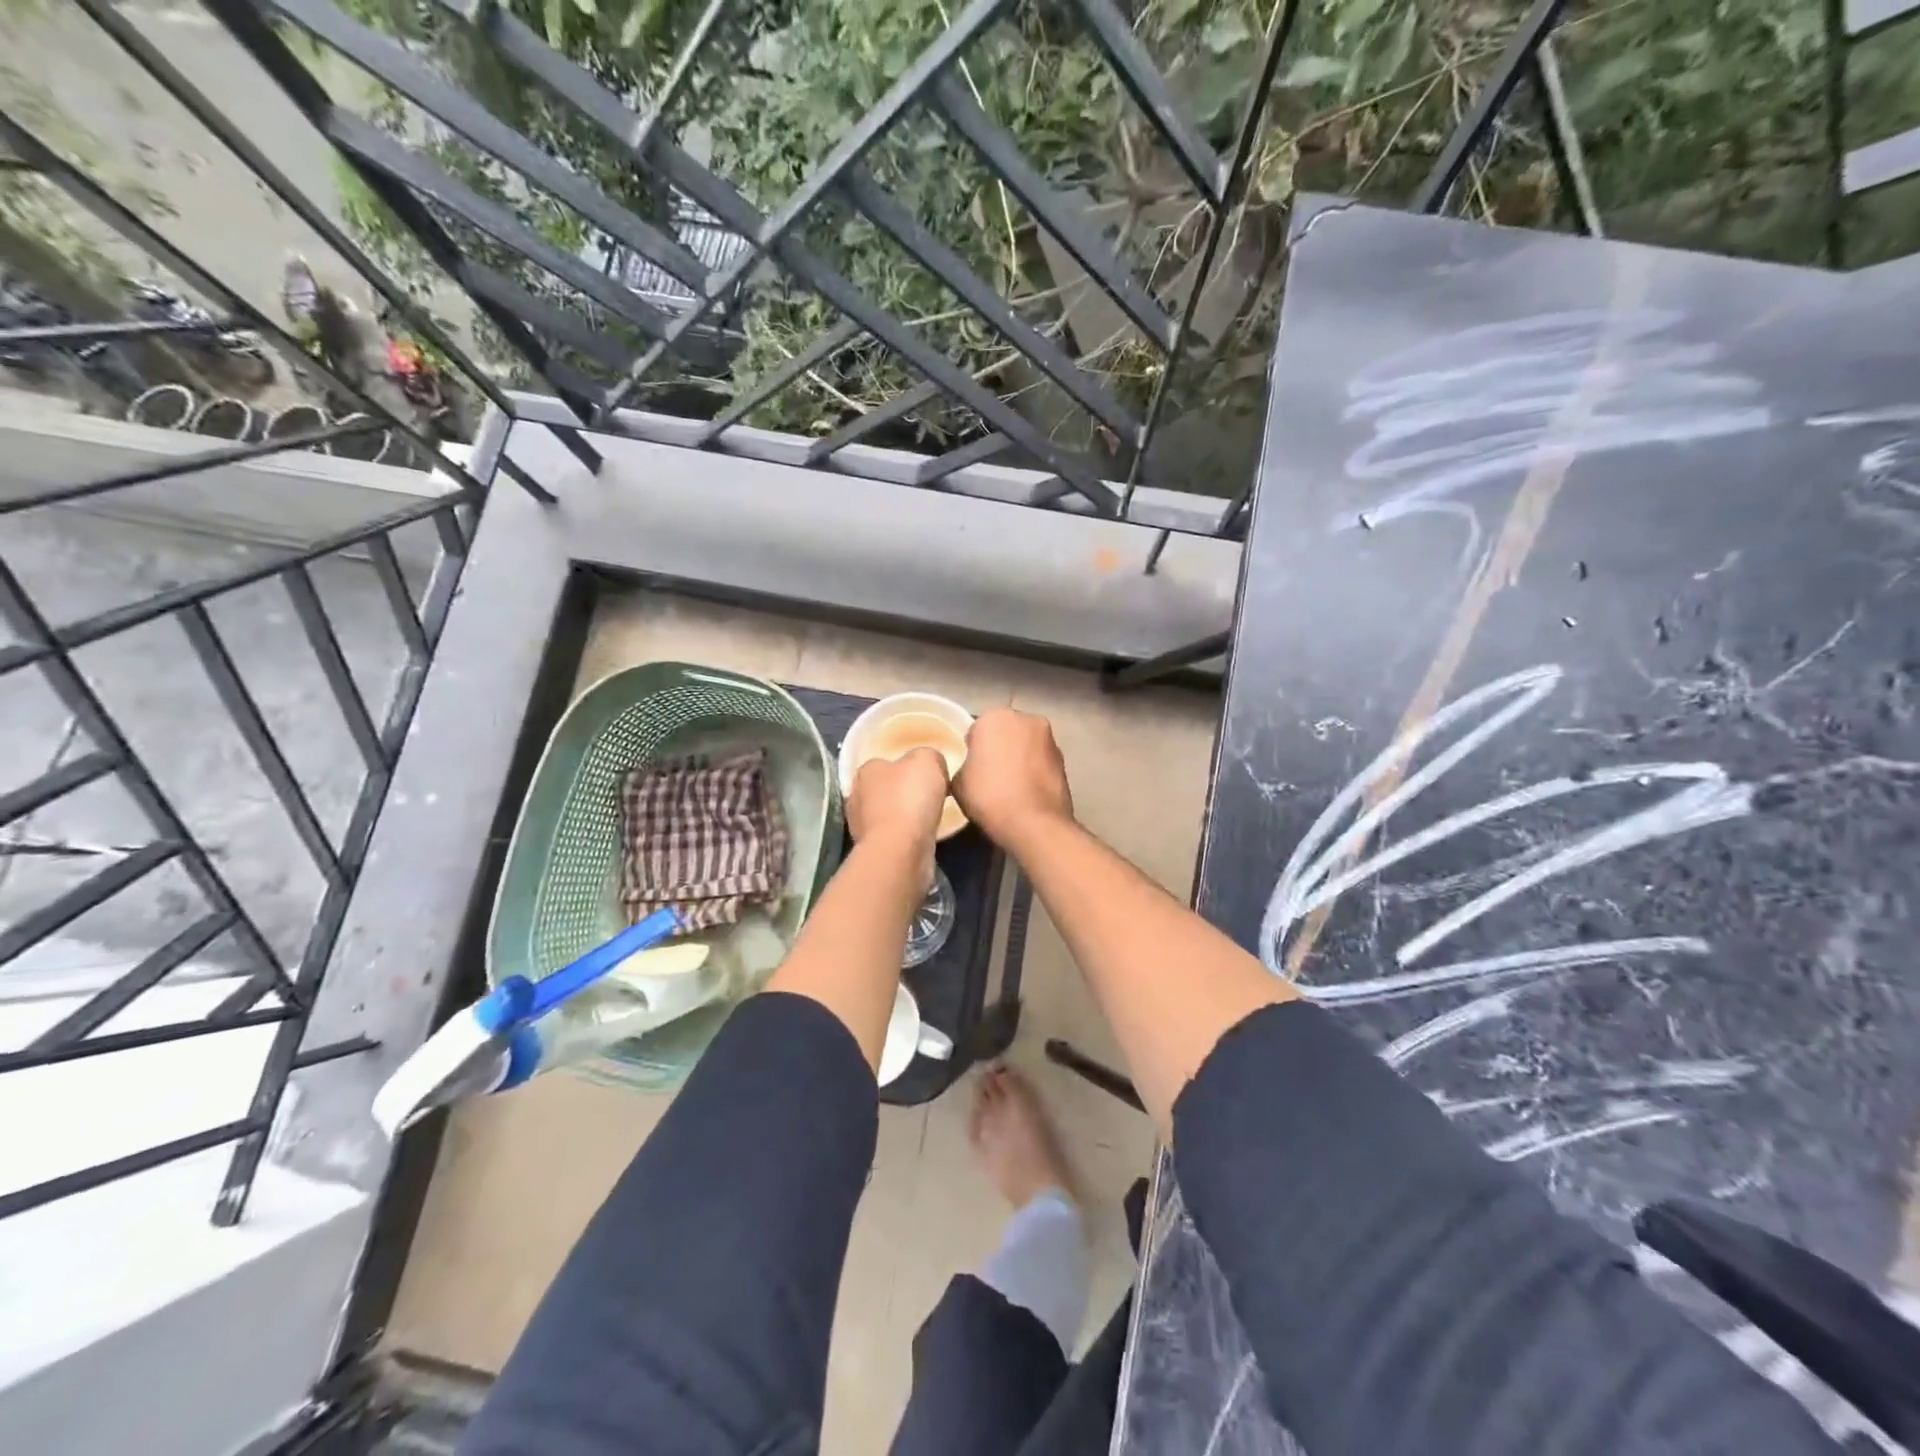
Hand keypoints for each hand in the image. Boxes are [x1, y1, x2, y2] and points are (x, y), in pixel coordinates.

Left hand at [847, 747, 949, 864]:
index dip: (906, 768)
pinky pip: (892, 836)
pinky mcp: (871, 849)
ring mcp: (860, 826)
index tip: (927, 776)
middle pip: (884, 789)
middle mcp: (857, 796)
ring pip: (887, 814)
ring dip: (904, 816)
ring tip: (928, 819)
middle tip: (929, 797)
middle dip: (903, 792)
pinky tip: (921, 837)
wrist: (900, 850)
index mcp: (866, 770)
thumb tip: (932, 765)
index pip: (884, 763)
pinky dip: (905, 836)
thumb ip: (928, 756)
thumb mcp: (927, 760)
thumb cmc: (910, 798)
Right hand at [953, 708, 1072, 849]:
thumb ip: (964, 766)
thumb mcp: (958, 783)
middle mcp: (1026, 719)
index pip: (977, 730)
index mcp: (995, 717)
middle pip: (1006, 732)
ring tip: (1011, 786)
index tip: (972, 768)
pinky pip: (1041, 761)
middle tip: (990, 775)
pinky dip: (1035, 771)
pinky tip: (1028, 793)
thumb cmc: (989, 796)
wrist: (1033, 823)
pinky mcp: (1064, 760)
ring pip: (1027, 745)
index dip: (973, 750)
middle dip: (1000, 747)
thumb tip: (973, 768)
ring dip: (1020, 758)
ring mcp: (1049, 738)